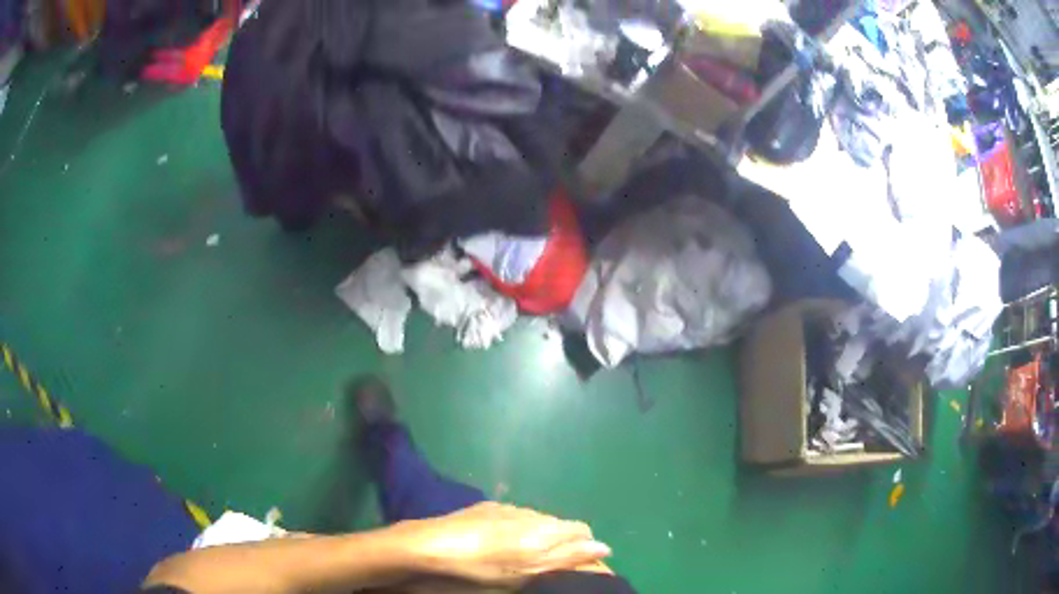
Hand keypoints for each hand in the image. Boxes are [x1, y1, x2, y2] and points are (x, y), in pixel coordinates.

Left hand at [401, 502, 612, 585]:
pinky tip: (500, 542)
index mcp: (543, 530)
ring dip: (539, 535)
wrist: (430, 545)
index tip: (579, 566)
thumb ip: (566, 558)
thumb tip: (603, 548)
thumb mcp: (526, 572)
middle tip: (549, 565)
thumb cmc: (482, 567)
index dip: (586, 548)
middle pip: (560, 525)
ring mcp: (506, 507)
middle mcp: (530, 513)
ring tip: (523, 555)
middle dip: (562, 543)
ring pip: (537, 520)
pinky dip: (518, 528)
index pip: (582, 531)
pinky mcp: (486, 507)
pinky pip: (515, 515)